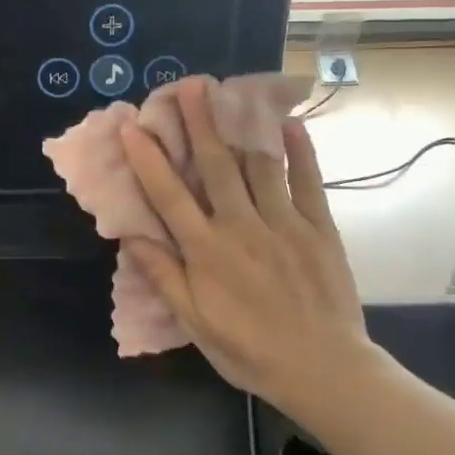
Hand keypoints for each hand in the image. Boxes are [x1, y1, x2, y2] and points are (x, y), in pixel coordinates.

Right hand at [119, 81, 380, 434]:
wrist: (323, 368)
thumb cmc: (249, 351)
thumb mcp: (195, 322)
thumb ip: (164, 275)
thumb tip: (131, 236)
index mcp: (206, 252)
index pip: (169, 196)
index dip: (148, 159)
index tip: (133, 126)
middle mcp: (241, 227)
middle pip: (215, 166)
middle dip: (199, 124)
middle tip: (188, 85)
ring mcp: (283, 223)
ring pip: (258, 165)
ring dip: (240, 126)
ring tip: (230, 92)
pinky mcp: (318, 227)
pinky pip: (307, 181)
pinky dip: (299, 150)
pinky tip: (288, 123)